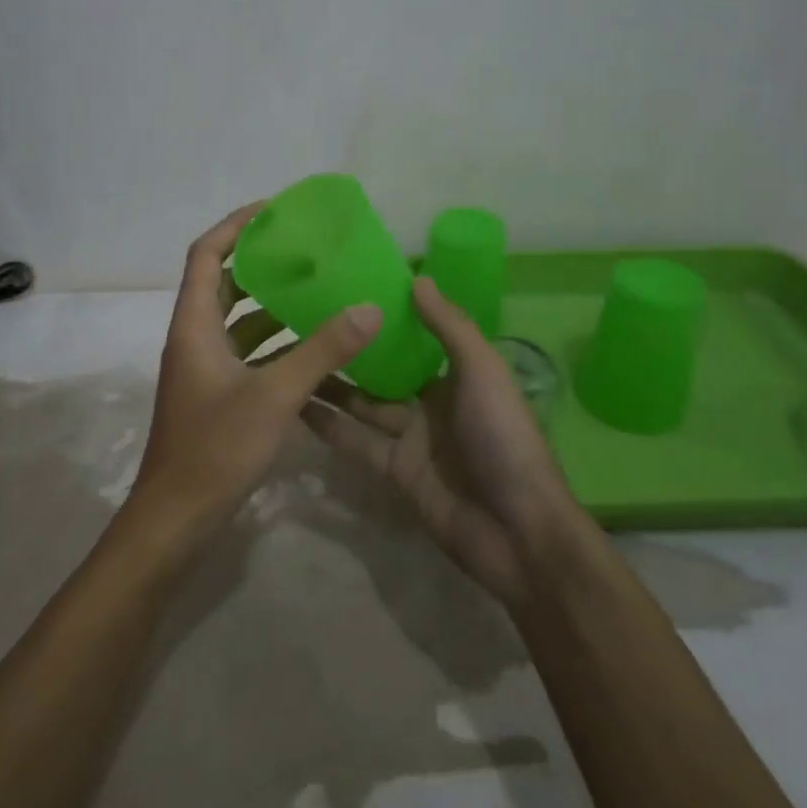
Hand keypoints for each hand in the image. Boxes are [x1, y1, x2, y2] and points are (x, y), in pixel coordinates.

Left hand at [126, 203, 382, 546]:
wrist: (176, 517)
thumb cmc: (216, 448)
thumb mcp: (275, 395)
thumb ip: (323, 351)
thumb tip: (369, 308)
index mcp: (194, 325)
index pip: (205, 254)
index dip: (234, 226)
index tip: (273, 209)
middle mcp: (195, 338)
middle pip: (222, 283)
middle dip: (259, 262)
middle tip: (305, 248)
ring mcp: (205, 368)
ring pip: (238, 321)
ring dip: (272, 304)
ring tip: (318, 289)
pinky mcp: (217, 394)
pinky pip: (248, 353)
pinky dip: (276, 344)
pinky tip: (315, 347)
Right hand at [304, 275, 582, 606]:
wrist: (517, 530)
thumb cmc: (504, 438)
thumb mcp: (483, 372)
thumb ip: (450, 327)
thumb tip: (416, 278)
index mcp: (458, 376)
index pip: (415, 341)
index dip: (385, 321)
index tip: (346, 293)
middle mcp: (432, 403)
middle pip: (383, 373)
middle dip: (351, 353)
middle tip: (304, 324)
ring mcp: (412, 439)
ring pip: (364, 406)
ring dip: (331, 387)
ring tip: (289, 359)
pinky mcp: (395, 472)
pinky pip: (357, 443)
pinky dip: (330, 428)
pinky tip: (296, 406)